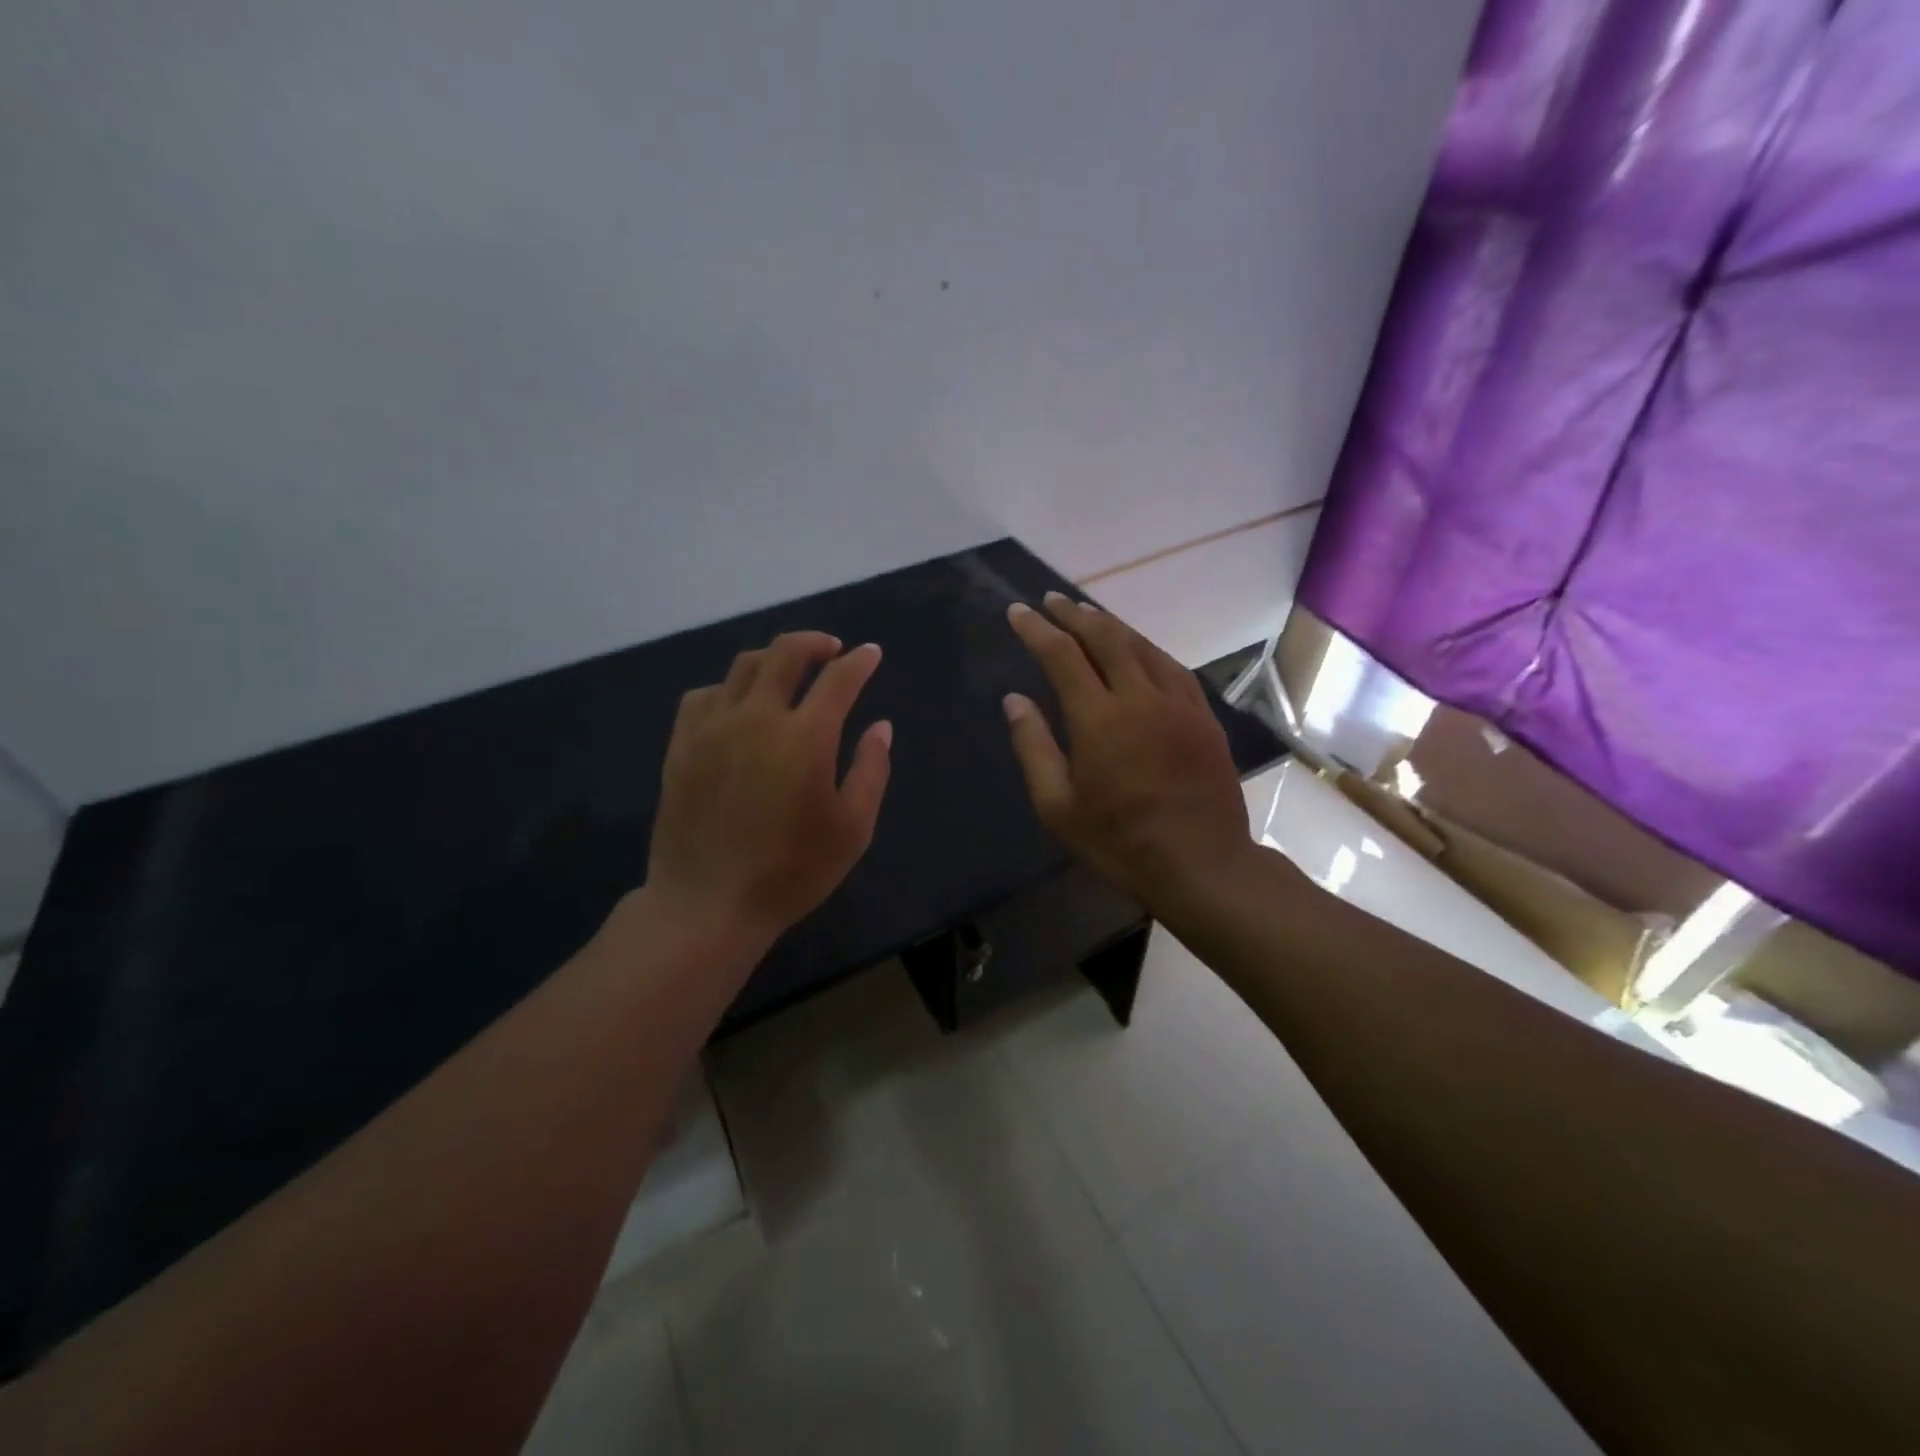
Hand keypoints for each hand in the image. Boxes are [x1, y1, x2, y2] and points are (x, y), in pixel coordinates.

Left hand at [645, 631, 891, 949]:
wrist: (708, 903)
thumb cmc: (791, 871)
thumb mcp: (852, 829)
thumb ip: (871, 770)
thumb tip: (881, 726)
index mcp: (805, 737)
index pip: (839, 679)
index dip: (860, 661)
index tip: (871, 654)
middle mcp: (757, 718)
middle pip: (785, 653)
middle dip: (814, 642)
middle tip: (831, 650)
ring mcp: (713, 727)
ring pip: (743, 666)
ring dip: (774, 658)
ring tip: (789, 670)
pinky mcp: (682, 744)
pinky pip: (704, 694)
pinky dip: (730, 687)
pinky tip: (739, 704)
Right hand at [1004, 594, 1251, 904]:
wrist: (1202, 864)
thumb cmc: (1119, 842)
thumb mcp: (1058, 807)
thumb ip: (1034, 747)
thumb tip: (1014, 700)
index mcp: (1099, 719)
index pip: (1062, 656)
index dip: (1037, 629)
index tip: (1019, 611)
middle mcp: (1140, 698)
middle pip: (1105, 638)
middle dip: (1074, 614)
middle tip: (1052, 600)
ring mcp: (1178, 704)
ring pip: (1142, 646)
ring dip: (1111, 625)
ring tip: (1088, 614)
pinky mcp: (1204, 716)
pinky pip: (1172, 667)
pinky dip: (1147, 648)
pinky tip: (1138, 648)